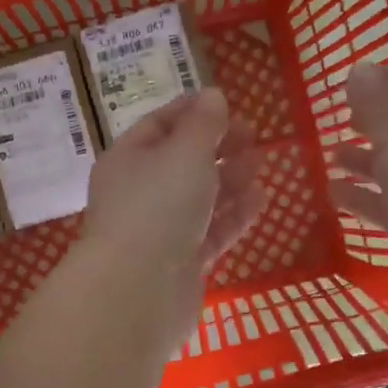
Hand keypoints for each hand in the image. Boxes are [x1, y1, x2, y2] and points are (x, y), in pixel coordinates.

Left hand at [79, 88, 265, 332]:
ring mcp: (160, 231)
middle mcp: (139, 194)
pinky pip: (211, 231)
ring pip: (198, 198)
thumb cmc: (159, 206)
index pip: (158, 125)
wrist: (140, 291)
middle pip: (180, 162)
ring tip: (260, 164)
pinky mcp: (181, 263)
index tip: (227, 103)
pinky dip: (234, 215)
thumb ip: (204, 124)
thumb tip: (213, 96)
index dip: (192, 111)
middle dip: (216, 146)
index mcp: (127, 160)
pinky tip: (260, 199)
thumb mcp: (185, 152)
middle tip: (253, 136)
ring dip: (229, 179)